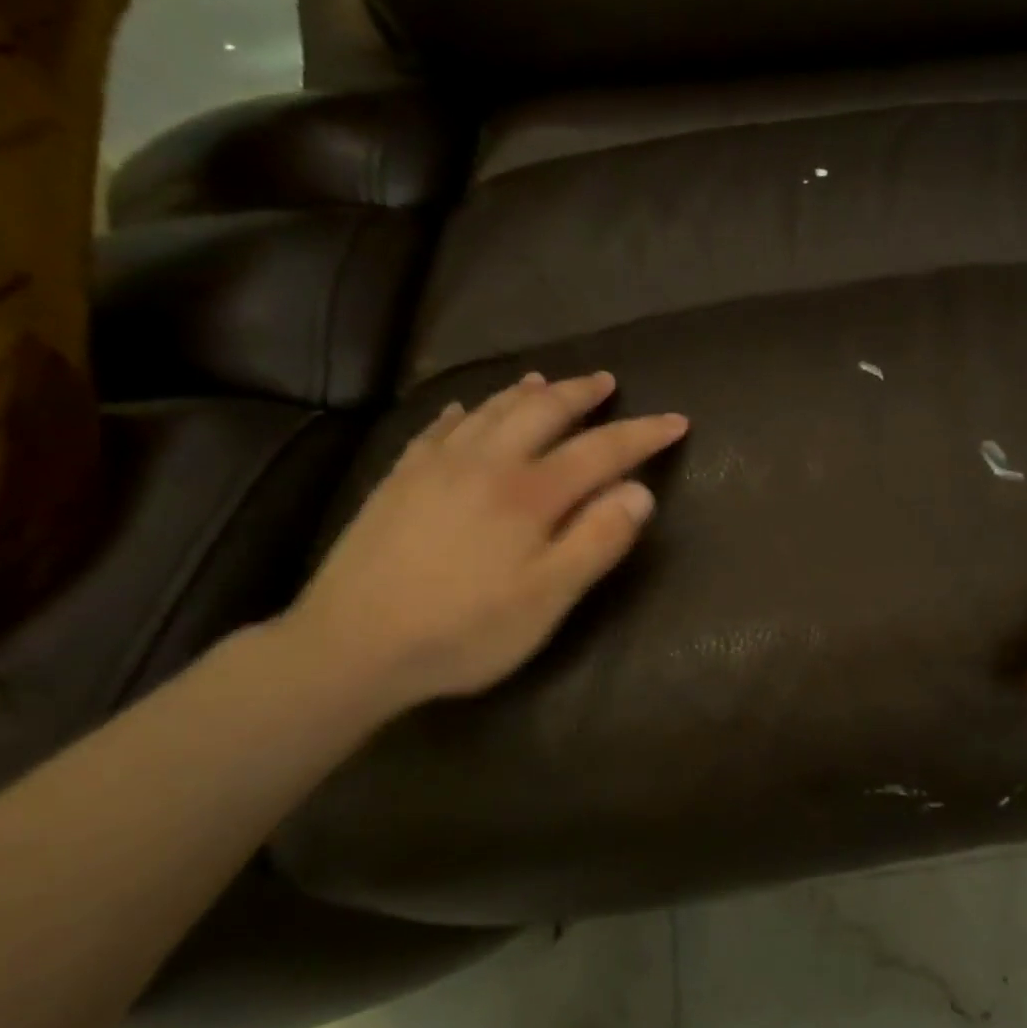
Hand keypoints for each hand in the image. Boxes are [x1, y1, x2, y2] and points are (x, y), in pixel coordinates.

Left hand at [281, 370, 686, 718]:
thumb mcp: (547, 598)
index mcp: (529, 493)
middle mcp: (485, 463)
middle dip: (580, 393)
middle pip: (542, 411)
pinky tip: (465, 410)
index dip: (643, 433)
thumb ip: (597, 541)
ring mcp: (435, 467)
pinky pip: (438, 428)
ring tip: (546, 381)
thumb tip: (641, 492)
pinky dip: (464, 412)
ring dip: (526, 392)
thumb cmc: (464, 631)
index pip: (601, 449)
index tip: (677, 420)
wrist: (349, 646)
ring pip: (490, 410)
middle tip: (606, 382)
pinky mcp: (398, 480)